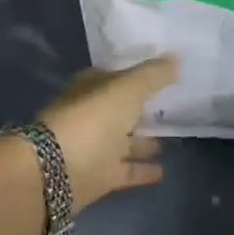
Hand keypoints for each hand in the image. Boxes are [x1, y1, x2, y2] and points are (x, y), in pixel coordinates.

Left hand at [36, 55, 178, 205]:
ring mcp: (95, 147)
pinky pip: (126, 171)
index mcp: (92, 88)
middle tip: (170, 108)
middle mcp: (92, 115)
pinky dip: (142, 170)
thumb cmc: (92, 119)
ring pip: (124, 142)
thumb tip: (177, 57)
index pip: (116, 77)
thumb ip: (153, 74)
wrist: (56, 171)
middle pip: (121, 110)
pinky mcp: (100, 177)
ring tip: (170, 140)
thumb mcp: (128, 88)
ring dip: (144, 142)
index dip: (137, 76)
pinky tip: (163, 171)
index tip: (162, 77)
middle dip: (141, 110)